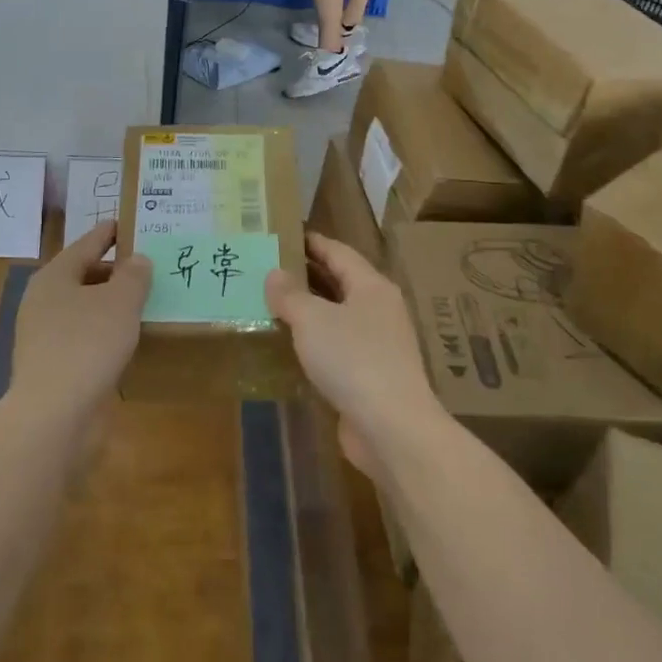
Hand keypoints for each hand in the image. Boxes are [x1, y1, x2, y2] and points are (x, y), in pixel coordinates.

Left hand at [12, 222, 150, 419]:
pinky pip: (88, 338)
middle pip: (85, 276)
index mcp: (55, 277)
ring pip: (87, 310)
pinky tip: (133, 338)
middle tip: (150, 265)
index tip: (130, 223)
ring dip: (114, 305)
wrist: (55, 415)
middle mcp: (45, 302)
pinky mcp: (56, 367)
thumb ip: (133, 276)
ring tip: (148, 300)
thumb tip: (137, 259)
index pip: (87, 245)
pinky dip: (109, 333)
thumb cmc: (87, 344)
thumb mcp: (120, 302)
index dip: (110, 233)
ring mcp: (47, 337)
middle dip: (116, 271)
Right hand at [265, 233, 443, 468]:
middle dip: (307, 275)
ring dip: (309, 310)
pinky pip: (338, 347)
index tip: (284, 235)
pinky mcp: (371, 376)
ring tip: (272, 304)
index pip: (338, 252)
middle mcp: (379, 310)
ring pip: (338, 317)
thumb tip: (274, 274)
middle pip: (340, 283)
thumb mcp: (313, 320)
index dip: (312, 242)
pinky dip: (315, 342)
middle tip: (269, 269)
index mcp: (372, 286)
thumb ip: (290, 295)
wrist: (392, 427)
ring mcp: (379, 344)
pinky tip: (290, 346)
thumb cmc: (353, 359)